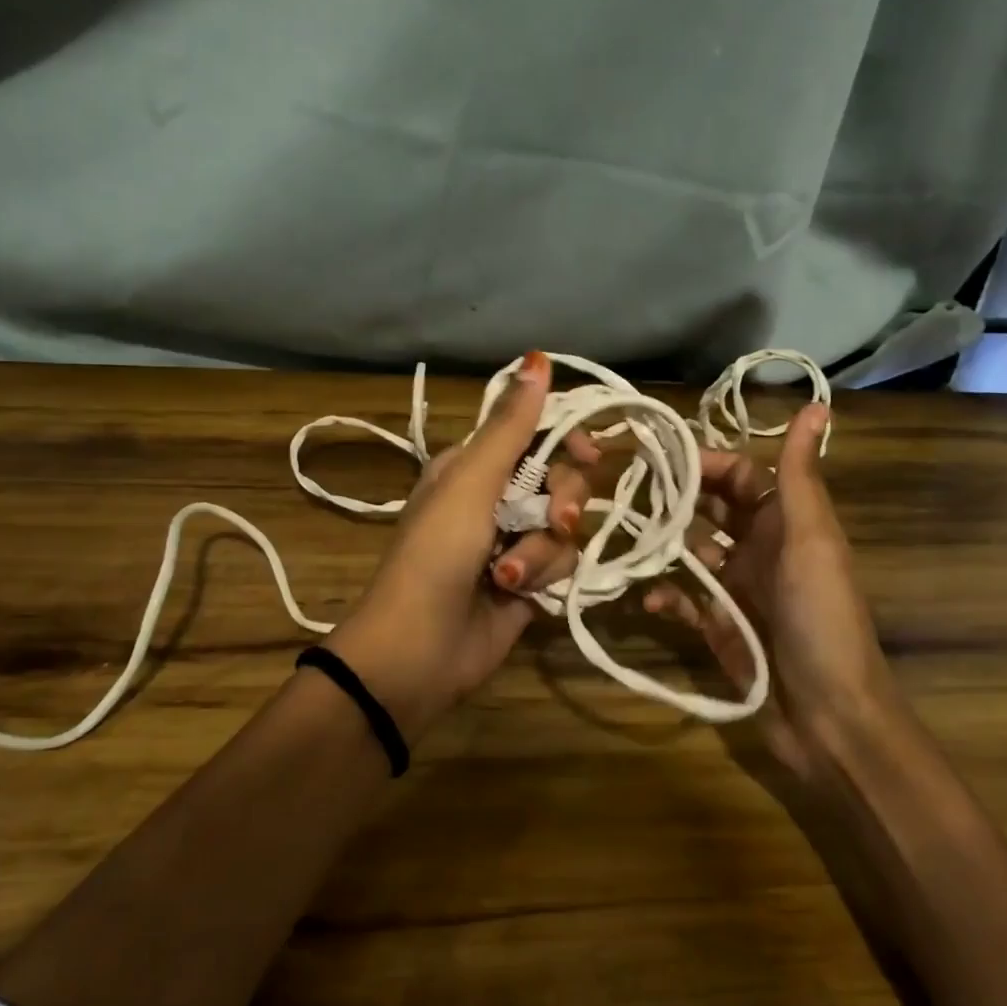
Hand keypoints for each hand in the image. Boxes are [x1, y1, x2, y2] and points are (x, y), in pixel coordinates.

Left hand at [327, 350, 588, 737]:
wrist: (419, 649)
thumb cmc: (436, 554)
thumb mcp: (471, 483)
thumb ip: (511, 426)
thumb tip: (537, 357)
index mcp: (475, 465)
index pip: (539, 434)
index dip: (568, 441)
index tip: (587, 453)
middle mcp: (498, 498)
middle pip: (563, 479)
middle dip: (560, 502)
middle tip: (550, 521)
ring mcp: (515, 542)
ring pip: (566, 527)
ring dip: (541, 551)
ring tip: (508, 575)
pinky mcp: (531, 583)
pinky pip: (563, 564)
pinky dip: (542, 578)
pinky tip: (515, 595)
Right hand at [644, 403, 893, 787]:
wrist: (829, 716)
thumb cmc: (821, 618)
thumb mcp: (811, 540)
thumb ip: (801, 475)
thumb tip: (817, 404)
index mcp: (786, 522)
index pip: (740, 474)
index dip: (703, 460)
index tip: (654, 453)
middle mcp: (760, 547)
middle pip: (710, 508)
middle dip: (673, 497)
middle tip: (622, 488)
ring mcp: (736, 588)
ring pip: (689, 551)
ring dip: (661, 545)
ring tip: (623, 538)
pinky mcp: (719, 626)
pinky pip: (683, 599)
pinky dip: (664, 595)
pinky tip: (648, 598)